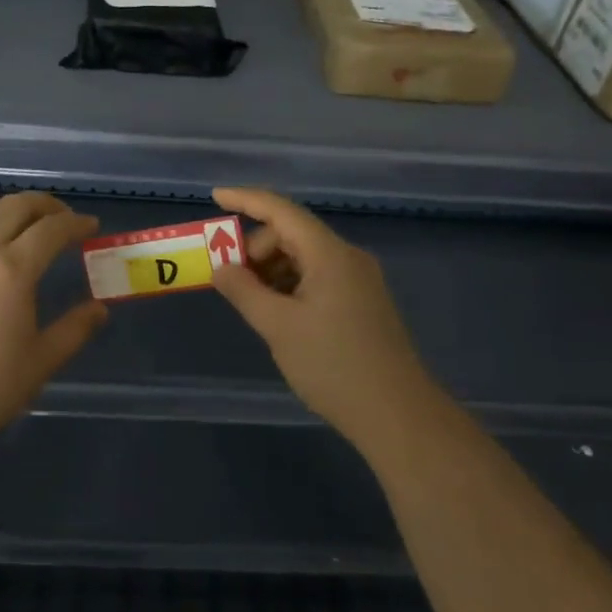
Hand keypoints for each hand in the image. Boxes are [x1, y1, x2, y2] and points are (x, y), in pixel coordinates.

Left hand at [0, 192, 108, 457]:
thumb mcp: (41, 362)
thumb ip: (74, 330)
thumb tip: (99, 309)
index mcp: (12, 269)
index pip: (51, 230)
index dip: (75, 223)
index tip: (91, 227)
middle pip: (12, 207)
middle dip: (42, 204)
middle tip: (60, 217)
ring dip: (1, 208)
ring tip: (16, 220)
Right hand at [210, 187, 436, 448]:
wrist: (396, 415)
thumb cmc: (333, 365)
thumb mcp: (277, 326)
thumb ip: (244, 290)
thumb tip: (221, 267)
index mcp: (330, 254)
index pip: (281, 210)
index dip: (246, 199)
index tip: (214, 197)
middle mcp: (347, 258)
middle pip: (292, 235)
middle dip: (256, 250)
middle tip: (231, 282)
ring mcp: (358, 281)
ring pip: (304, 258)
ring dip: (272, 271)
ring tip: (252, 303)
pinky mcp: (362, 303)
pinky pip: (317, 278)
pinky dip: (290, 286)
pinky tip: (278, 315)